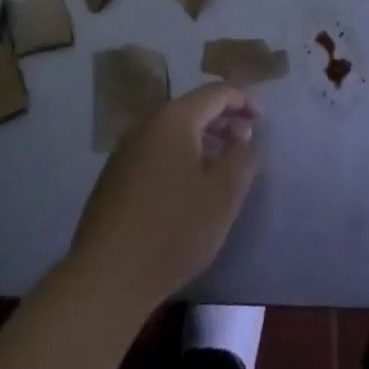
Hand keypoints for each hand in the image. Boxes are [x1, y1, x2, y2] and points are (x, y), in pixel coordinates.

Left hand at [68, 82, 258, 309]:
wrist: (106, 275)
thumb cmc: (173, 230)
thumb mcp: (222, 196)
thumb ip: (240, 157)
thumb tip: (241, 133)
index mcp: (174, 119)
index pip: (215, 92)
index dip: (242, 100)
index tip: (262, 121)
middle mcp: (147, 123)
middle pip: (192, 108)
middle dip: (222, 119)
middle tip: (245, 140)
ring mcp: (126, 148)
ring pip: (172, 130)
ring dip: (201, 138)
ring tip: (221, 163)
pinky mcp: (115, 174)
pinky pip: (156, 150)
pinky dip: (179, 155)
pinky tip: (187, 185)